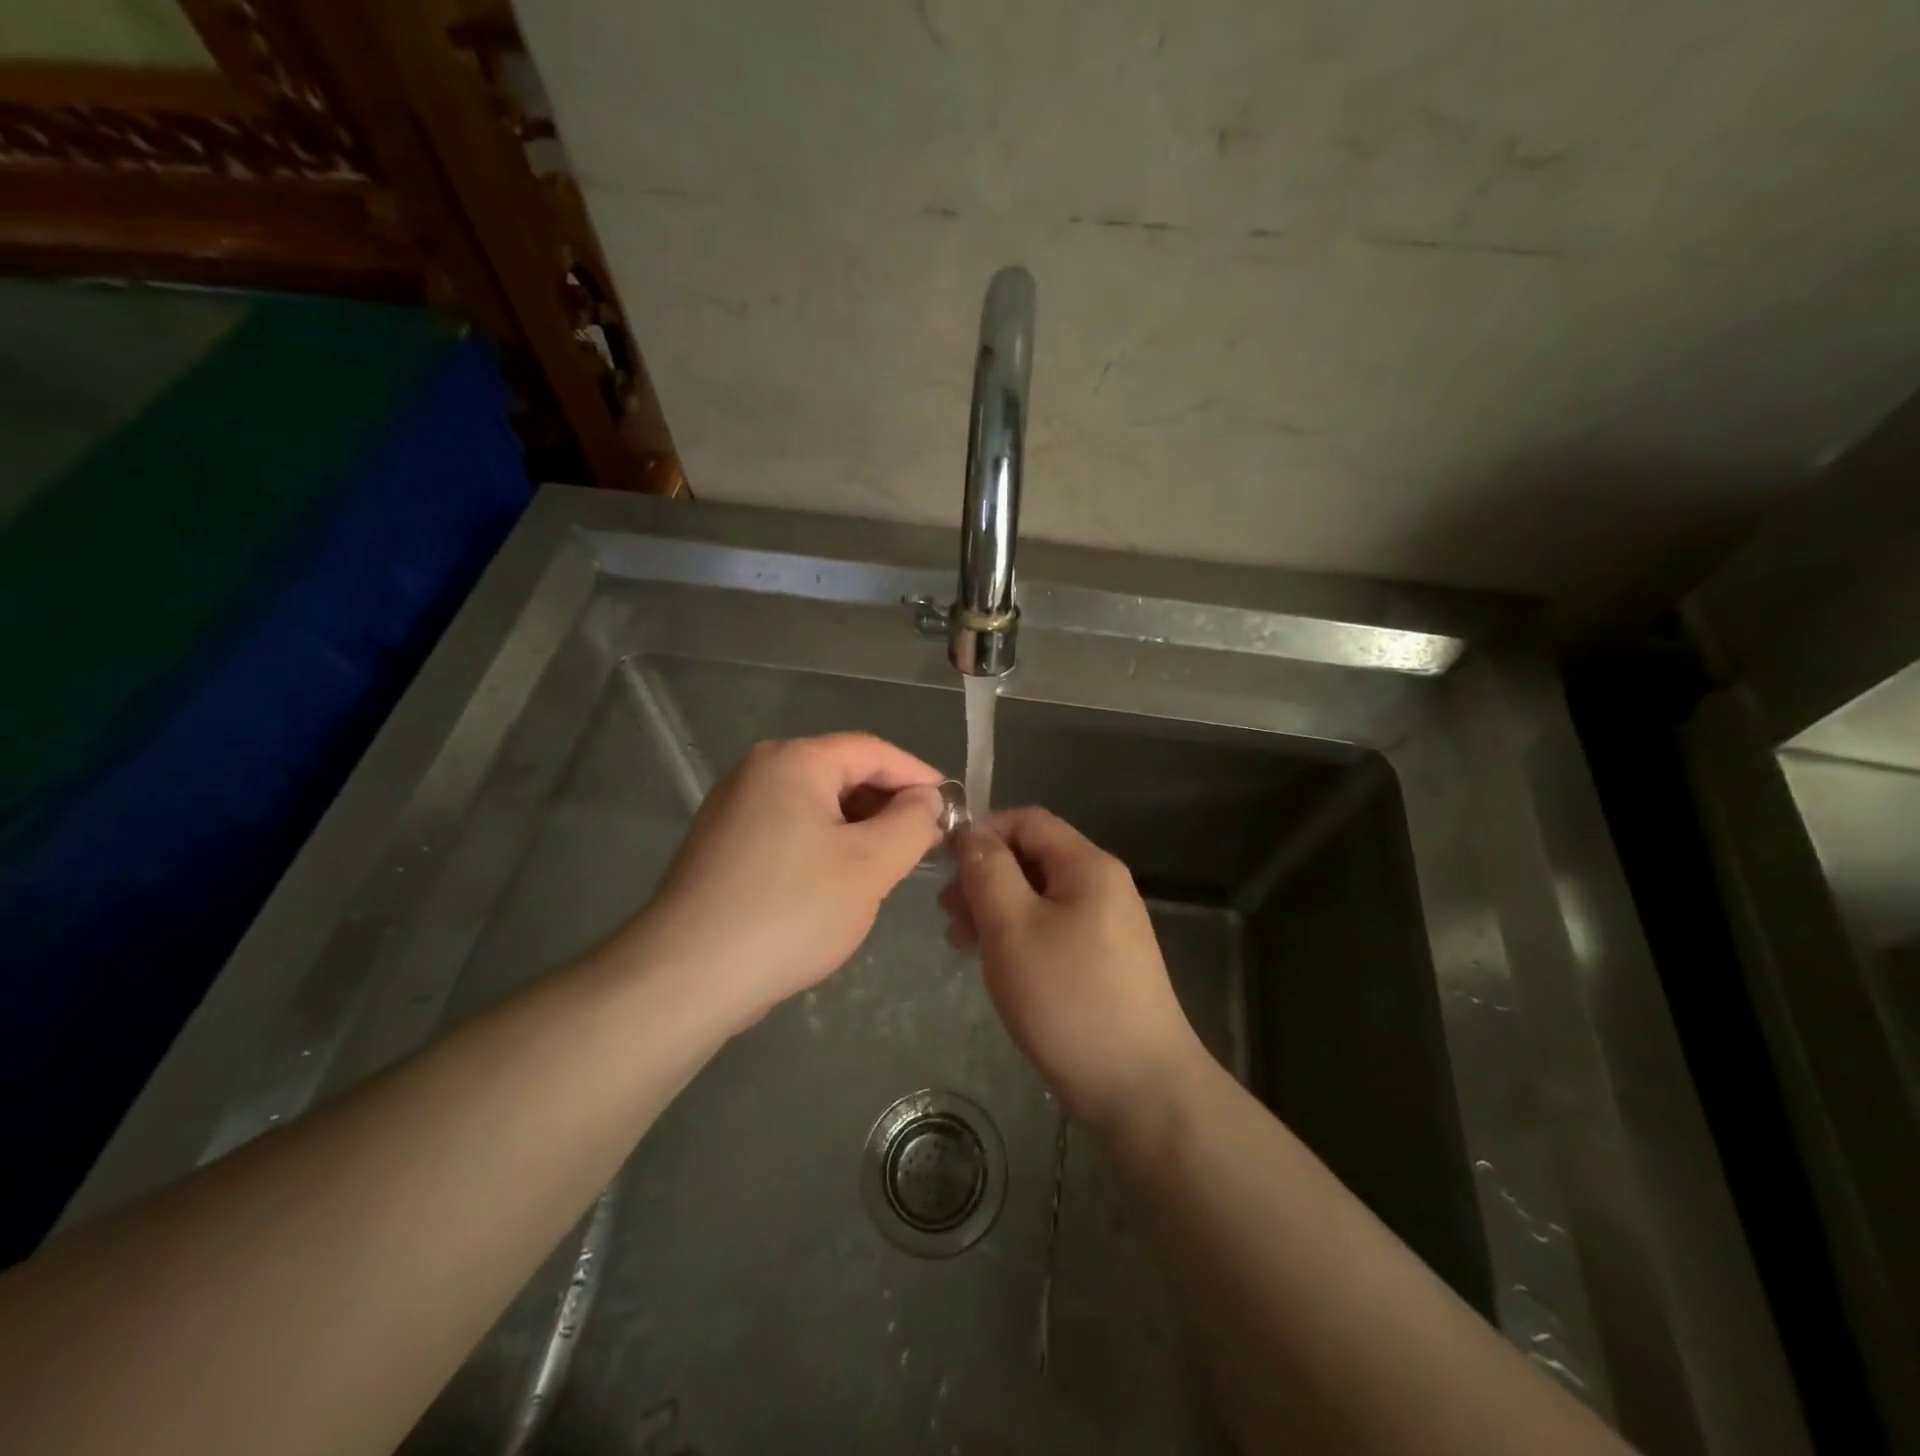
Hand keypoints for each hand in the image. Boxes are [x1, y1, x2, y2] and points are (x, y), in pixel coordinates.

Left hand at [632, 733, 944, 1028]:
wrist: (688, 976)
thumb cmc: (790, 911)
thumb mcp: (870, 866)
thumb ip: (912, 823)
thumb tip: (927, 800)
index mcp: (793, 761)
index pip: (873, 750)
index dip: (919, 776)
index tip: (952, 807)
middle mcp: (758, 771)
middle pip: (842, 773)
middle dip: (888, 805)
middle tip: (923, 843)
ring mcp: (734, 807)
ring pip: (817, 805)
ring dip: (859, 829)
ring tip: (887, 866)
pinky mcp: (724, 844)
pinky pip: (791, 829)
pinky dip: (825, 845)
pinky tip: (840, 883)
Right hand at [941, 807, 1207, 1130]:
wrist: (1138, 1086)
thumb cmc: (1067, 997)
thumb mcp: (1013, 926)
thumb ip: (988, 871)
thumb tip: (971, 832)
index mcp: (1088, 865)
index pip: (1028, 820)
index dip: (983, 832)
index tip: (946, 865)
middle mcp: (1103, 886)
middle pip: (1034, 857)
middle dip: (985, 875)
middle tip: (947, 912)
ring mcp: (1107, 925)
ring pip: (1040, 896)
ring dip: (996, 908)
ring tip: (960, 941)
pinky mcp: (1103, 961)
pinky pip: (1052, 928)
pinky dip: (1018, 935)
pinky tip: (994, 962)